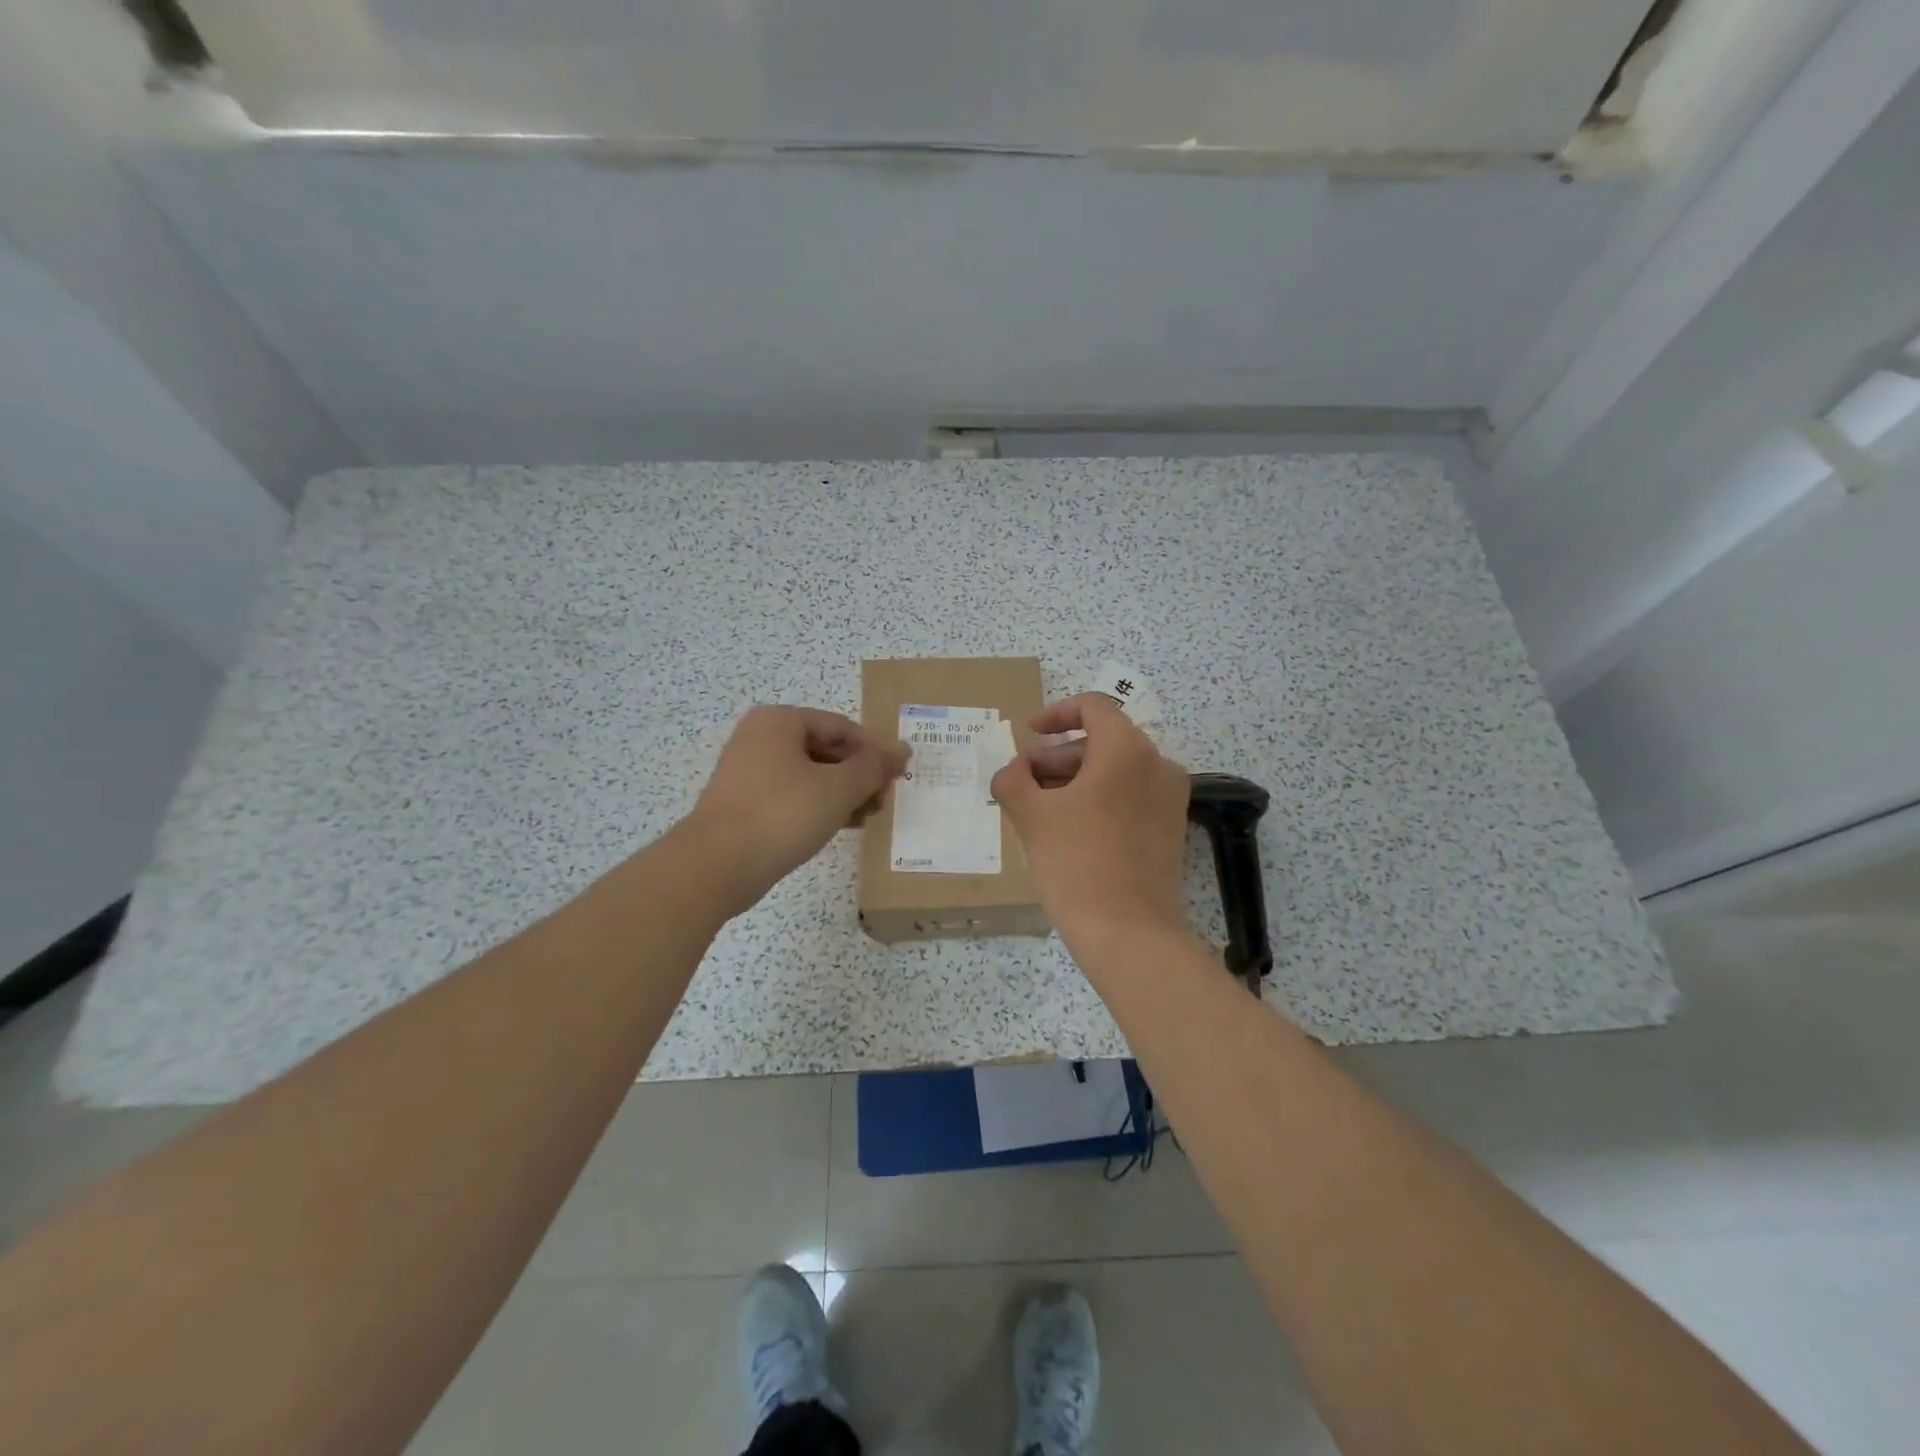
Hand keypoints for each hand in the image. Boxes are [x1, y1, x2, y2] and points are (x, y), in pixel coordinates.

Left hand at [683, 706, 907, 911]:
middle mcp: (760, 737)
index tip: (897, 777)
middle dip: (858, 775)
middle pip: (826, 749)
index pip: (842, 727)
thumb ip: (873, 767)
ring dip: (843, 793)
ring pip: (810, 774)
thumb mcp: (838, 788)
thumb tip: (902, 750)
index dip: (874, 751)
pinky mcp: (744, 802)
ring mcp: (748, 770)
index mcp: (780, 721)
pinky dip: (818, 806)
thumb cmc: (782, 814)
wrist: (717, 865)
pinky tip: (840, 827)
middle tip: (882, 801)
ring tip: (867, 818)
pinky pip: (792, 795)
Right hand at [990, 693, 1190, 945]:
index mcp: (1127, 750)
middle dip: (1057, 755)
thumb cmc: (1077, 863)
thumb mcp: (1031, 816)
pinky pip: (1129, 797)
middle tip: (1023, 781)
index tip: (1028, 733)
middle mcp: (1157, 765)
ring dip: (1074, 779)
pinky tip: (1067, 828)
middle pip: (1102, 741)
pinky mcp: (1170, 829)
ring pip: (1115, 771)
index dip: (1055, 713)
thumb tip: (1013, 772)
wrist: (1129, 933)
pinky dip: (1098, 799)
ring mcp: (1169, 799)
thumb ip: (1013, 780)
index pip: (1093, 707)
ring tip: (1038, 808)